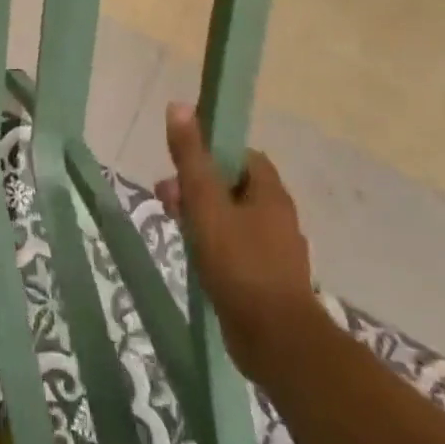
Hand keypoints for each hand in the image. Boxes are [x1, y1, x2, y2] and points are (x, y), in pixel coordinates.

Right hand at [154, 103, 319, 383]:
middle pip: (232, 186)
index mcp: (270, 193)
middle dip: (197, 186)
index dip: (211, 152)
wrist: (274, 339)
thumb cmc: (239, 262)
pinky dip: (211, 243)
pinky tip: (193, 256)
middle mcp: (277, 217)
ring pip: (231, 217)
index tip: (181, 164)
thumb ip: (191, 157)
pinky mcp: (264, 278)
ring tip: (175, 228)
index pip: (242, 155)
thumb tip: (180, 105)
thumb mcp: (205, 202)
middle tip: (166, 199)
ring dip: (200, 215)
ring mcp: (273, 250)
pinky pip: (233, 246)